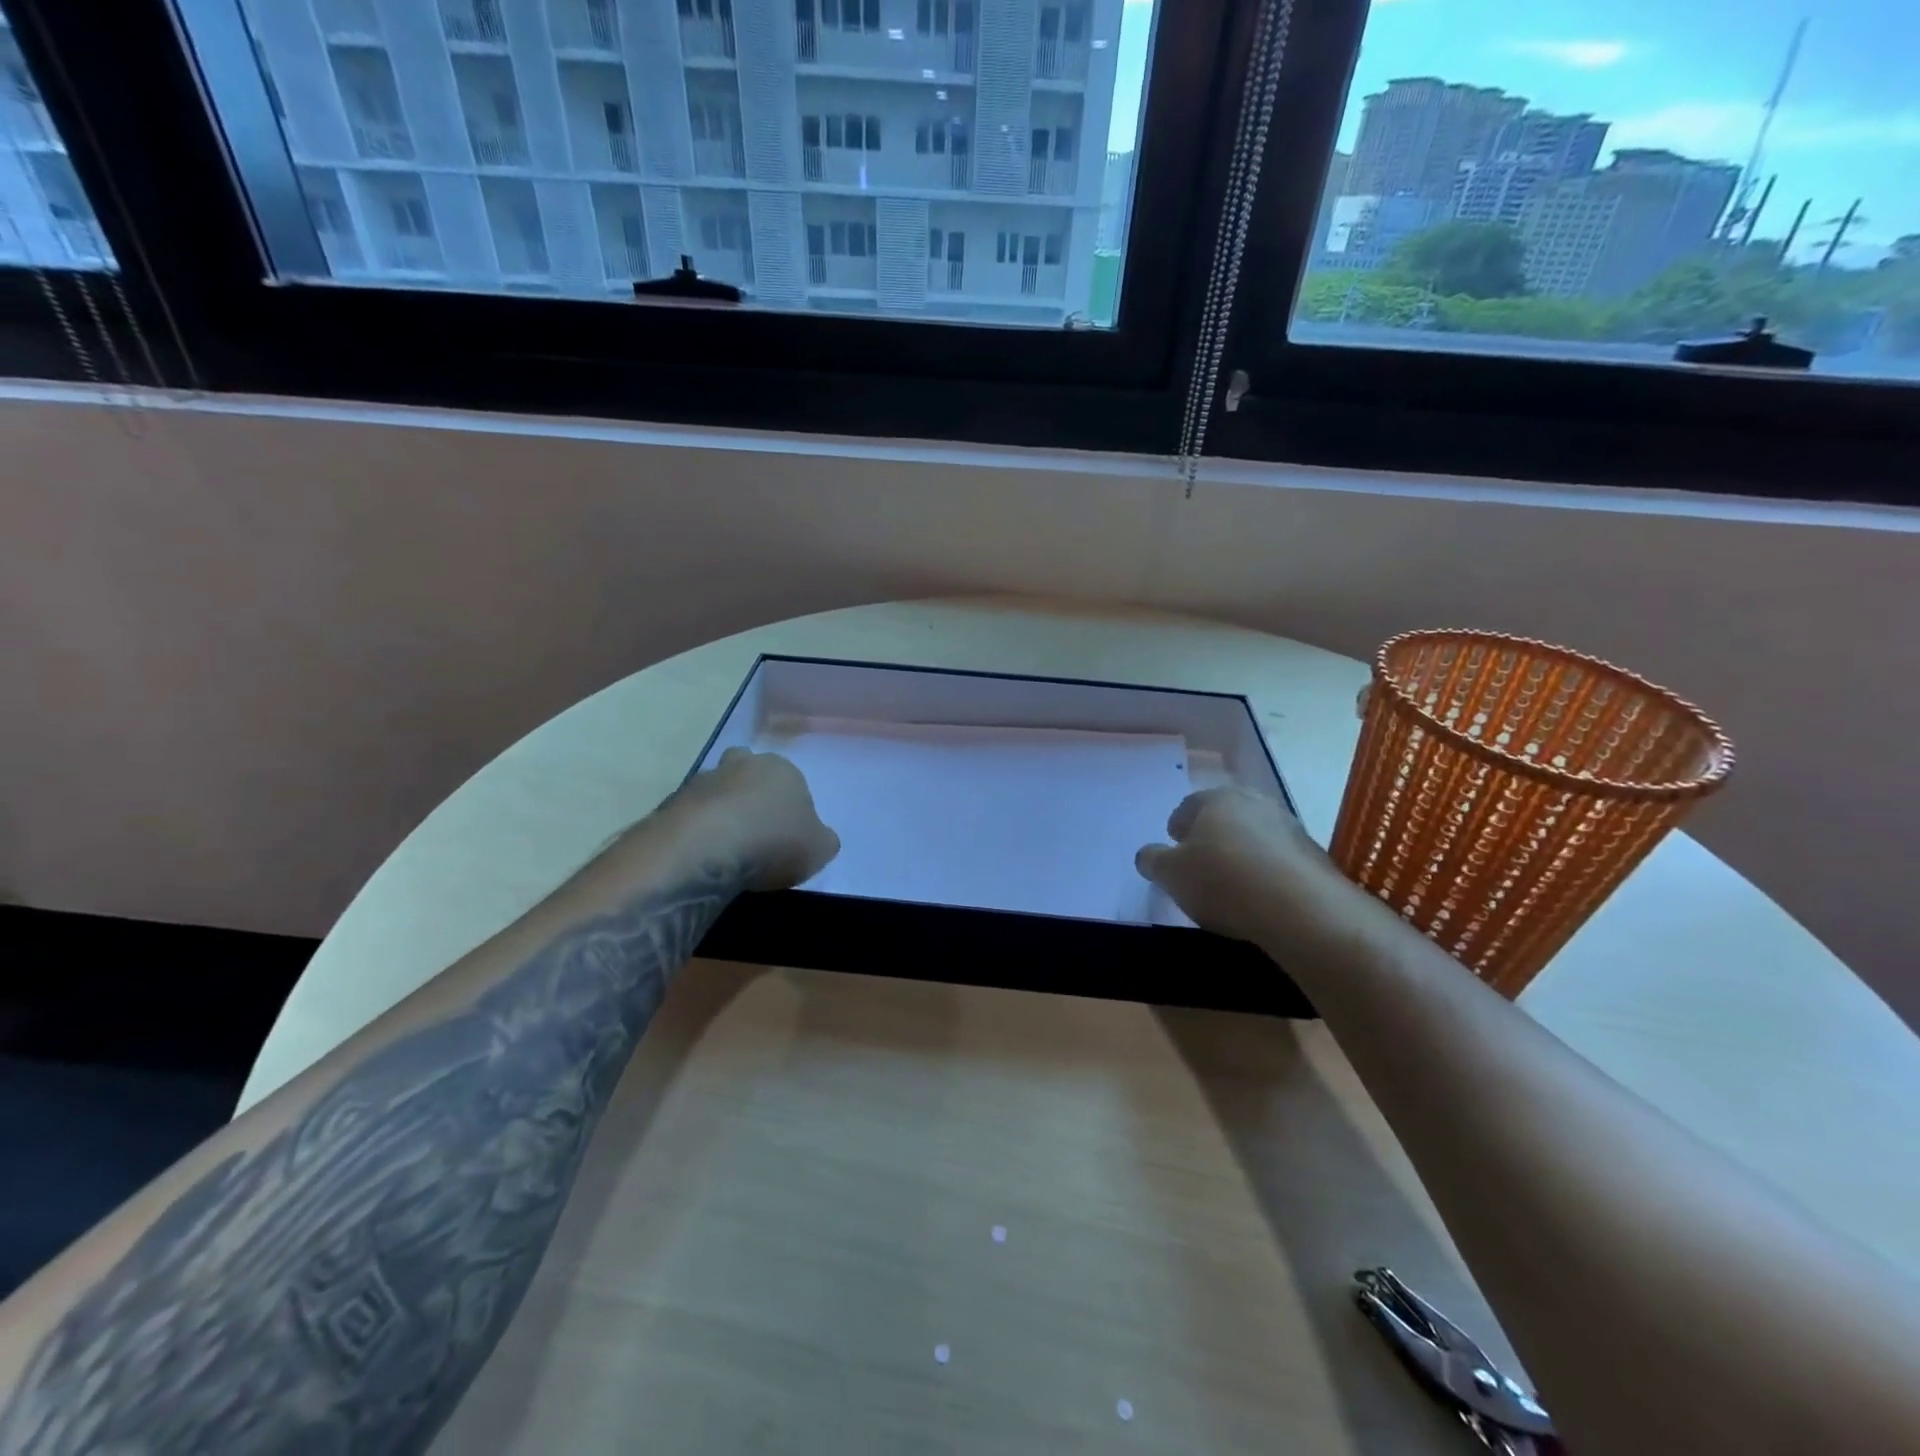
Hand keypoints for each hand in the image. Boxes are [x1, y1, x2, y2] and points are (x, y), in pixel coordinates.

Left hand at [666, 748, 840, 891]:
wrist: (706, 849)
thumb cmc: (774, 842)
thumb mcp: (820, 848)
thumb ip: (823, 839)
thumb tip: (818, 837)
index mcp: (783, 769)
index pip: (792, 781)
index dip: (790, 807)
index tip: (787, 834)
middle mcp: (742, 765)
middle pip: (748, 773)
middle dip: (749, 795)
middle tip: (753, 830)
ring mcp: (702, 781)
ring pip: (716, 792)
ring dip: (720, 812)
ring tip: (725, 850)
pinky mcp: (670, 803)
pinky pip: (690, 815)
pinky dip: (696, 831)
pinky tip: (702, 857)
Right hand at [1135, 786, 1340, 942]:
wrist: (1300, 908)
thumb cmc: (1222, 881)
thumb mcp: (1170, 874)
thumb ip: (1153, 860)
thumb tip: (1147, 854)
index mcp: (1216, 799)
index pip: (1188, 806)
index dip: (1177, 828)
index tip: (1174, 849)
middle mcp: (1254, 802)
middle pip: (1225, 817)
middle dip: (1211, 836)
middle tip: (1200, 864)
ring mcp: (1289, 827)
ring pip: (1255, 835)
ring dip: (1242, 852)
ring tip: (1233, 884)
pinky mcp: (1314, 855)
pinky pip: (1279, 859)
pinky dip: (1267, 871)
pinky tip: (1262, 896)